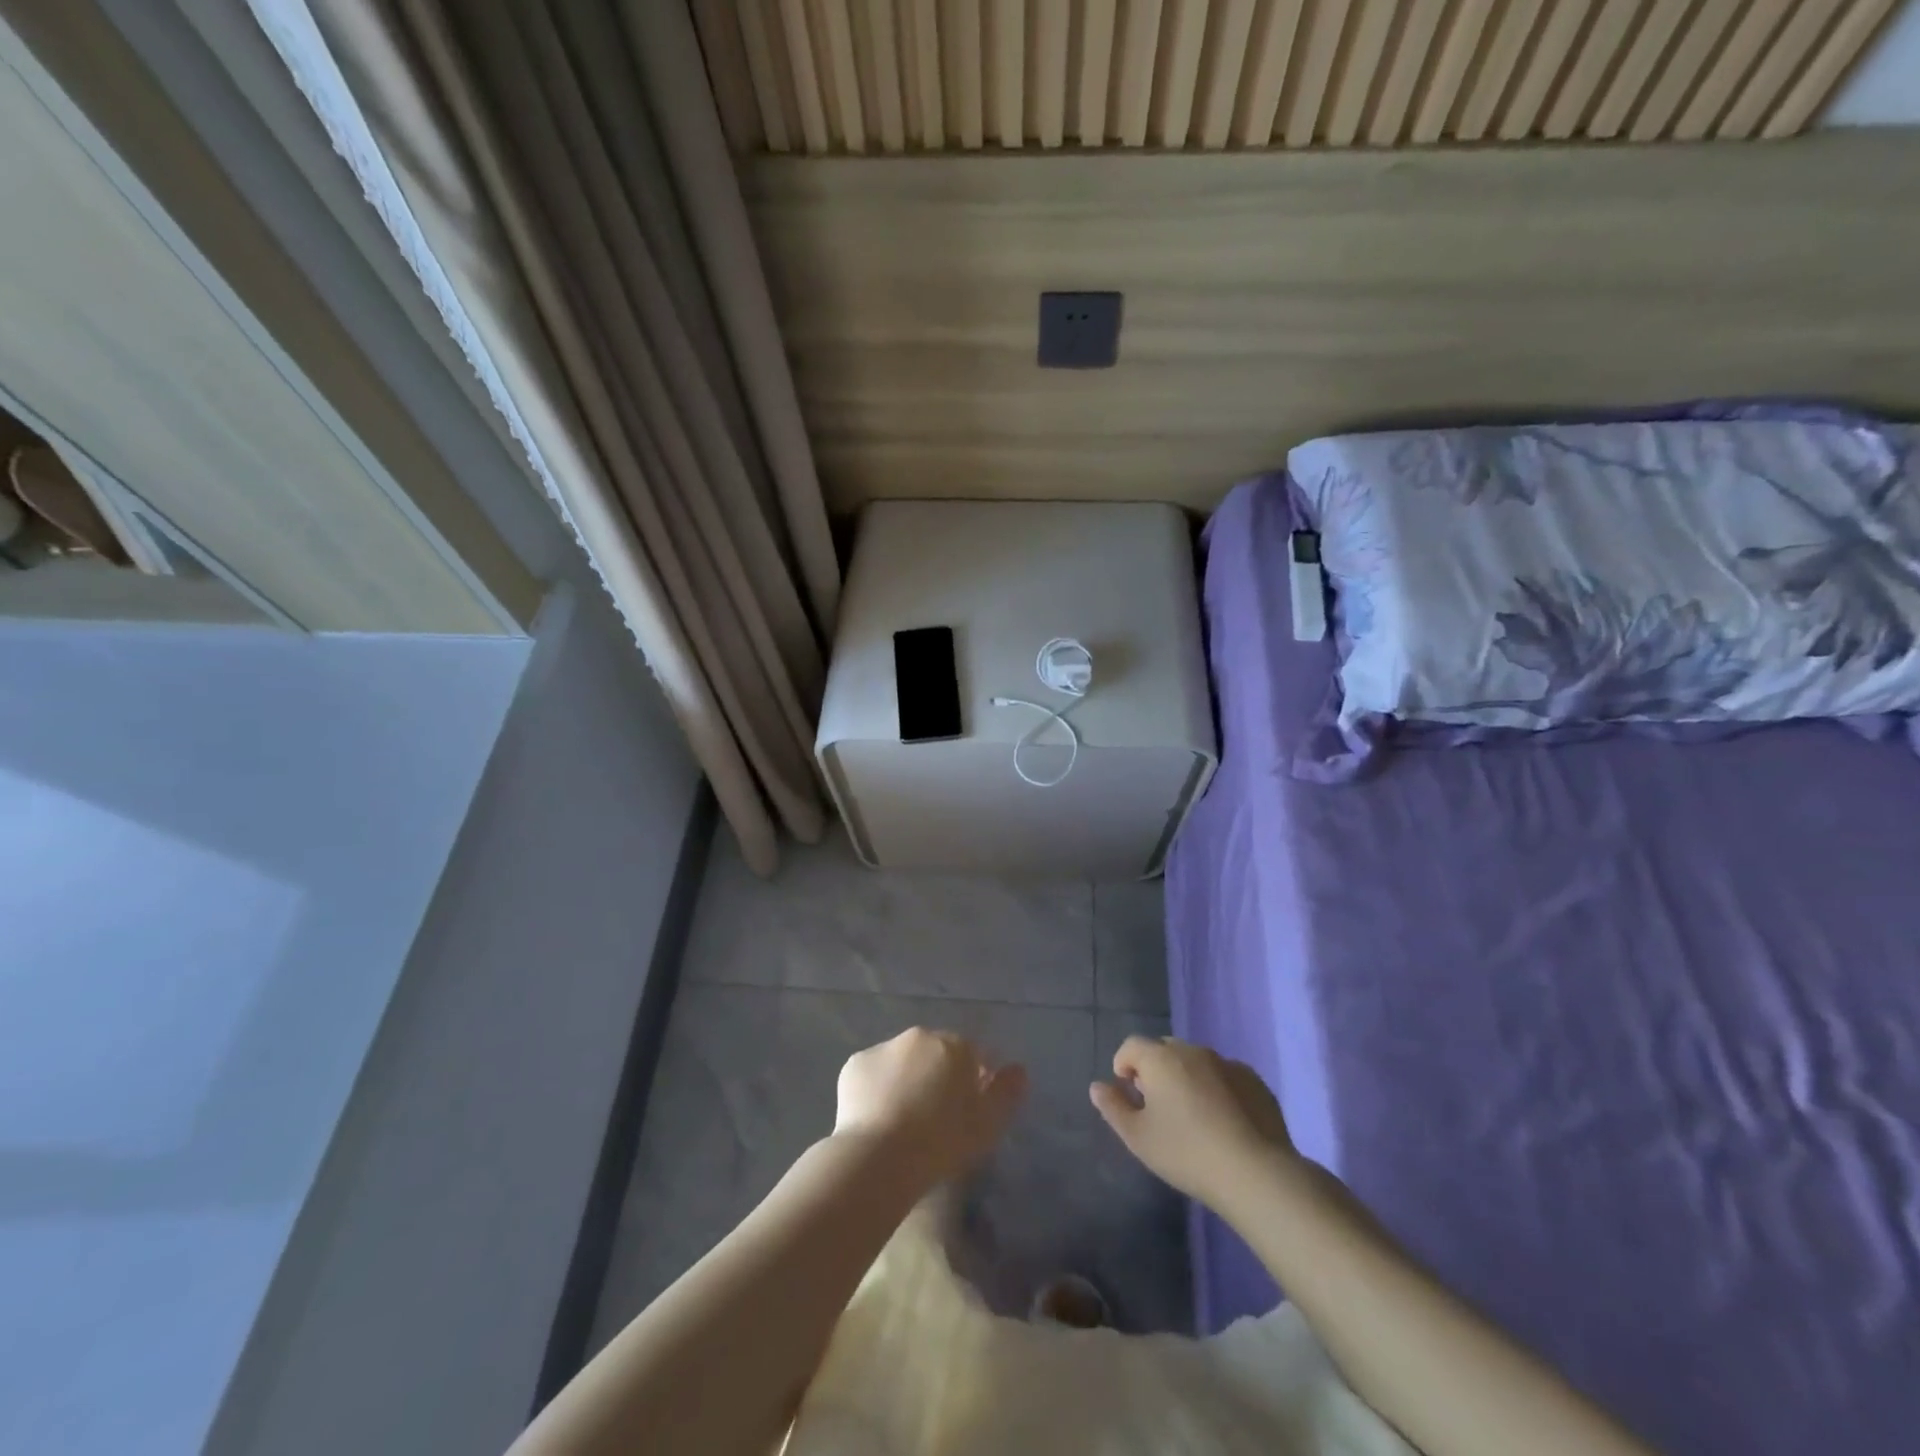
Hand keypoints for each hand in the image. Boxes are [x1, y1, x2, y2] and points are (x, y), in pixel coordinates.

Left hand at [834, 1028, 1027, 1189]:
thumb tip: (1019, 1070)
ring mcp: (883, 1047)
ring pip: (902, 1061)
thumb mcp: (988, 1124)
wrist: (879, 1156)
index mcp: (954, 1045)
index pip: (972, 1054)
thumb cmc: (942, 1141)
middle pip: (935, 1052)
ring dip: (906, 1079)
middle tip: (935, 1116)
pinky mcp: (854, 1065)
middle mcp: (919, 1037)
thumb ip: (1007, 1092)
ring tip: (903, 1120)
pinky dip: (877, 1088)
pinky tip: (877, 1119)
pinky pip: (873, 1074)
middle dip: (938, 1075)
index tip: (968, 1111)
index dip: (973, 1080)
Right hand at [1090, 1036, 1297, 1208]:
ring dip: (1187, 1077)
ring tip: (1192, 1115)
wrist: (1255, 1173)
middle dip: (1156, 1069)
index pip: (1132, 1046)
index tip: (1129, 1093)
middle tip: (1159, 1106)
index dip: (1124, 1064)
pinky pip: (1225, 1076)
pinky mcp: (1255, 1081)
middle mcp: (1193, 1051)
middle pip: (1165, 1050)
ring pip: (1196, 1061)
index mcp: (1161, 1058)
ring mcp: (1227, 1063)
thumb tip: (1097, 1086)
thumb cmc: (1186, 1153)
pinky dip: (1217, 1088)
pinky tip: (1224, 1122)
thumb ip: (1113, 1107)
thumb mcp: (1138, 1137)